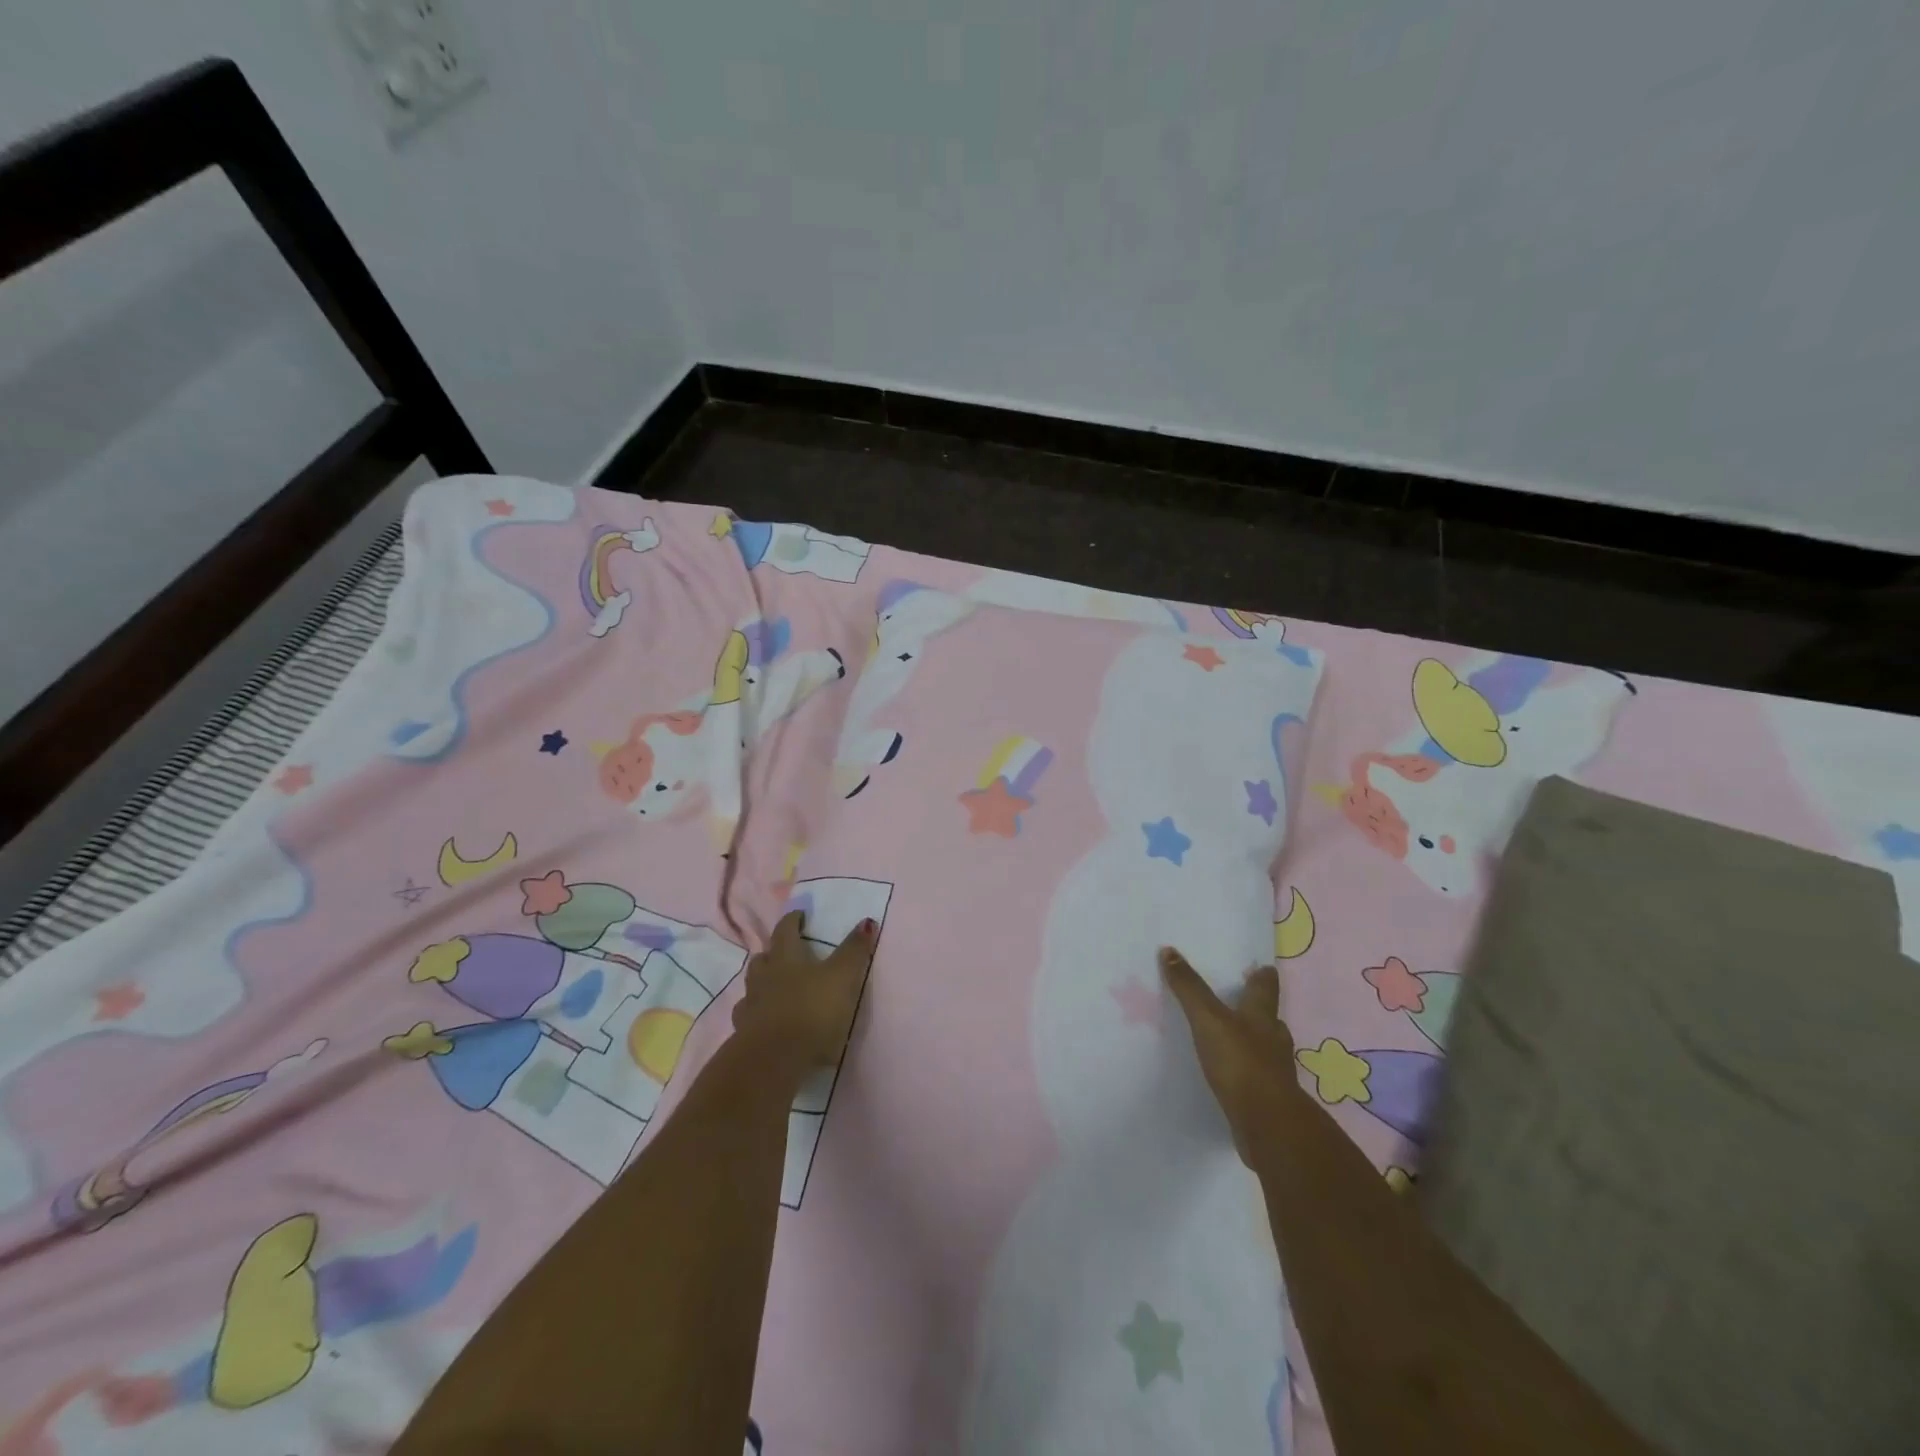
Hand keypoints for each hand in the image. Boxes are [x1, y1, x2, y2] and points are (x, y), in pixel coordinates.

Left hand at [732, 910, 877, 1076]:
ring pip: (752, 986)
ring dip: (762, 982)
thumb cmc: (812, 1010)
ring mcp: (751, 1006)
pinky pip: (748, 1017)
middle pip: (763, 958)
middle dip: (773, 952)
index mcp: (786, 958)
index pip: (786, 930)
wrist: (775, 1058)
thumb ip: (854, 950)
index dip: (793, 921)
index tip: (799, 915)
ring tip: (774, 986)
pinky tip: (765, 1020)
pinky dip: (756, 1014)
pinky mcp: (744, 1035)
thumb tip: (867, 921)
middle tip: (785, 952)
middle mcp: (764, 977)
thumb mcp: (842, 977)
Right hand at [1160, 947, 1298, 1160]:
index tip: (1262, 967)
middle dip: (1257, 1010)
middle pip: (1268, 1018)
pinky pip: (1257, 1078)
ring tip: (1234, 1039)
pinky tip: (1234, 1076)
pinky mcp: (1269, 1099)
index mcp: (1262, 1016)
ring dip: (1253, 1042)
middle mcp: (1273, 1040)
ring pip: (1266, 1048)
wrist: (1268, 1125)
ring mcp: (1275, 1072)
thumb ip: (1189, 988)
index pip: (1265, 987)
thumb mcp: (1208, 1019)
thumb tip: (1169, 950)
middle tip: (1241, 1000)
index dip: (1262, 975)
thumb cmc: (1241, 1063)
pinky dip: (1248, 1072)